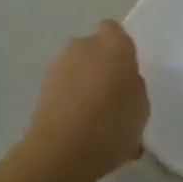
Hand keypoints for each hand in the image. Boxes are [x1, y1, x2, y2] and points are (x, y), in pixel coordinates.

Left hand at [23, 20, 150, 181]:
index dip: (118, 49)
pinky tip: (76, 129)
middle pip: (93, 49)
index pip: (114, 31)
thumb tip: (123, 85)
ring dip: (82, 84)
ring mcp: (58, 65)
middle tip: (110, 97)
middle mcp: (84, 46)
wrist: (61, 151)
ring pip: (75, 69)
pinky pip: (62, 88)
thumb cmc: (112, 124)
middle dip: (99, 66)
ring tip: (91, 119)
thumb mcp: (141, 108)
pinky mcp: (41, 88)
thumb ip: (133, 88)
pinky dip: (68, 101)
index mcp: (114, 44)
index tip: (124, 72)